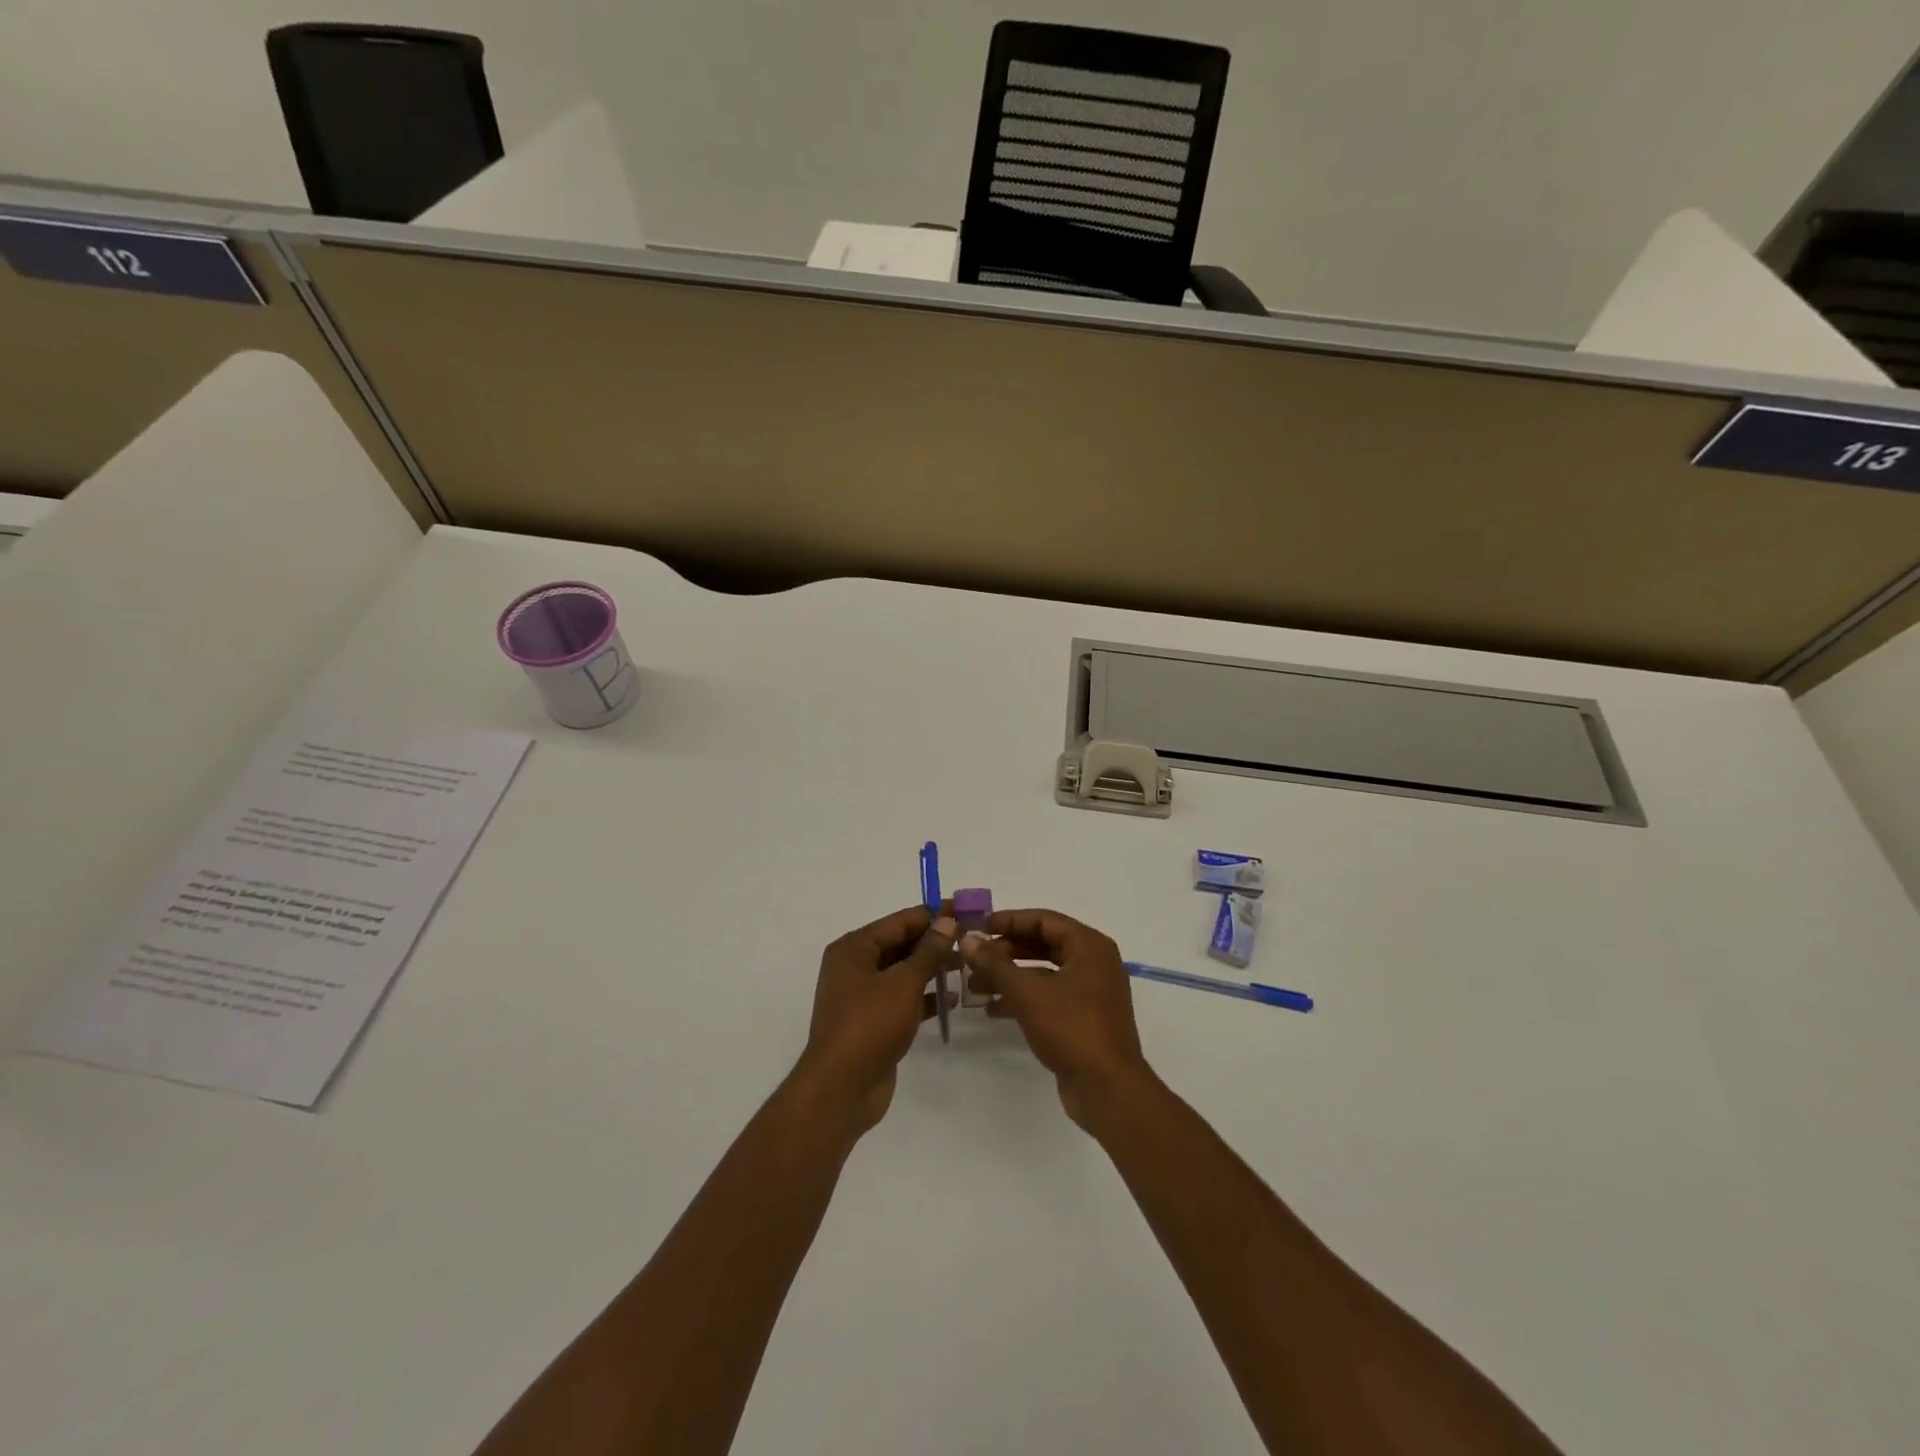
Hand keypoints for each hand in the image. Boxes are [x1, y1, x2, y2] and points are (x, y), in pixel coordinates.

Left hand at [793, 905, 956, 1136]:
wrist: (842, 1088)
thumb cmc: (870, 1024)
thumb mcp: (904, 982)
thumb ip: (928, 951)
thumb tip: (948, 921)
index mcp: (854, 948)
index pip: (899, 921)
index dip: (933, 915)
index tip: (966, 910)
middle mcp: (855, 967)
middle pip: (900, 945)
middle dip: (934, 942)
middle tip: (971, 938)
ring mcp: (863, 997)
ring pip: (903, 973)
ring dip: (932, 969)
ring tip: (967, 965)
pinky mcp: (873, 1023)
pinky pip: (903, 1000)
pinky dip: (924, 997)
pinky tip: (953, 999)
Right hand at [960, 908, 1151, 1130]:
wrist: (1108, 1089)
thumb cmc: (1071, 1029)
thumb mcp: (1028, 993)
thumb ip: (996, 964)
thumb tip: (968, 940)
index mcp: (1089, 946)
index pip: (1044, 920)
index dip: (1009, 920)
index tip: (979, 925)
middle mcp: (1094, 962)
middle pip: (1044, 944)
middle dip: (1006, 952)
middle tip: (974, 958)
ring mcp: (1091, 991)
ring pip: (1044, 972)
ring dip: (1010, 977)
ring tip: (975, 986)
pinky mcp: (1085, 1018)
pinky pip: (1050, 996)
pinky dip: (1024, 998)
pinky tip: (994, 1009)